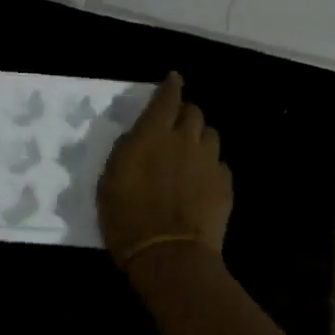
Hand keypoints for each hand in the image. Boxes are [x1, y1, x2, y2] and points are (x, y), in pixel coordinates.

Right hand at [98, 72, 232, 268]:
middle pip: (194, 112)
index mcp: (153, 134)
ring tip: (191, 151)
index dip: (171, 86)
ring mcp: (209, 161)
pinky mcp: (224, 184)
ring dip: (200, 137)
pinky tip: (202, 179)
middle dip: (185, 113)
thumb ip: (126, 151)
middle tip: (176, 125)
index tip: (173, 79)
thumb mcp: (110, 180)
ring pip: (211, 135)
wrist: (170, 255)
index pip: (167, 99)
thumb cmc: (127, 218)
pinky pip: (220, 163)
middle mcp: (184, 140)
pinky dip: (211, 165)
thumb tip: (137, 137)